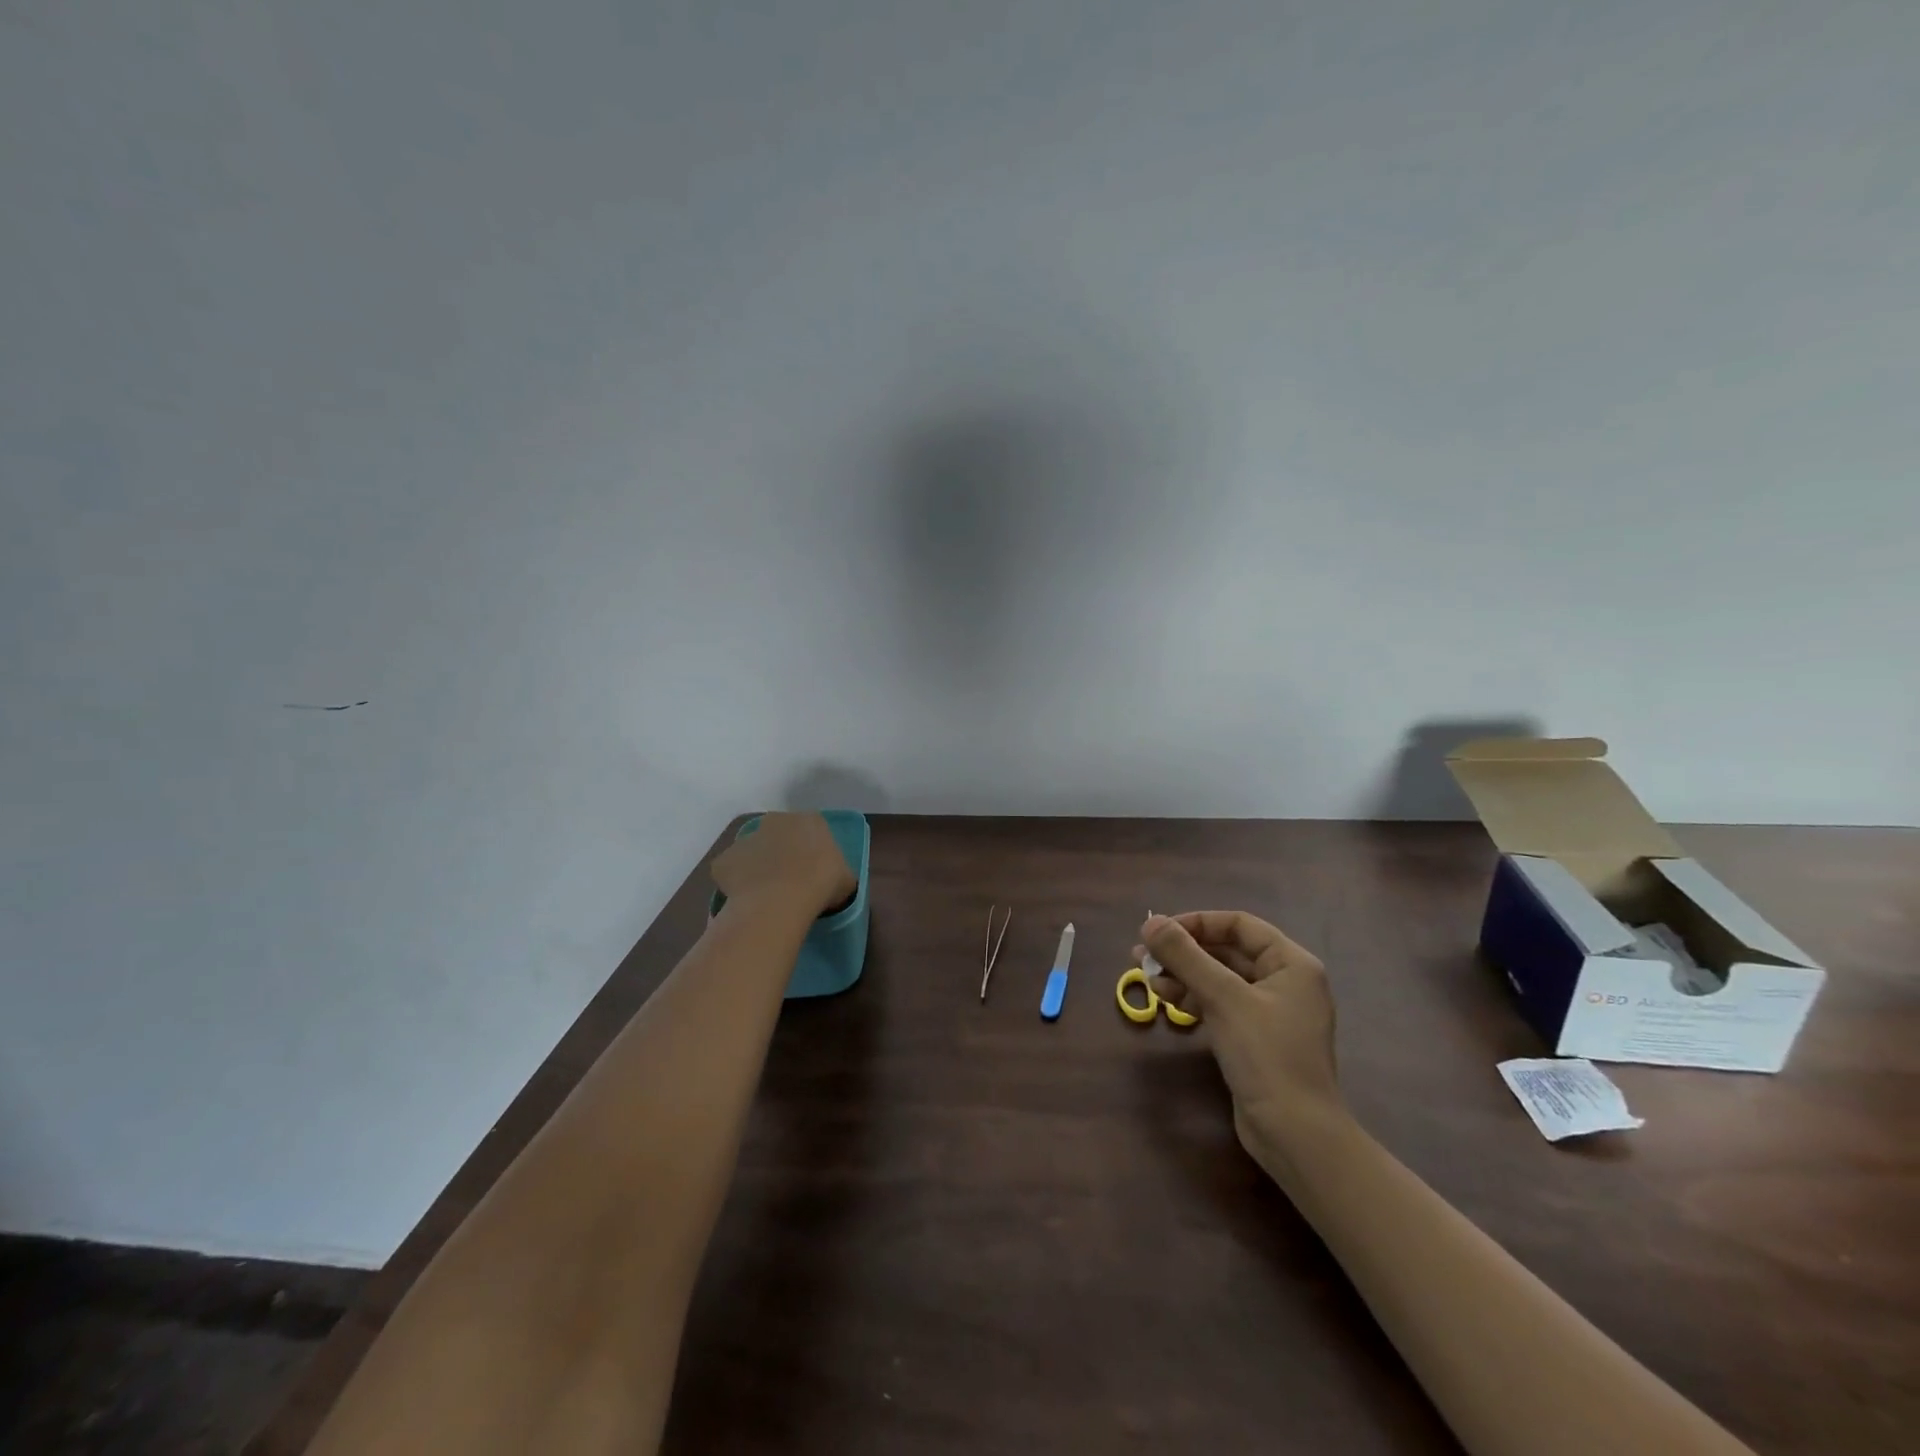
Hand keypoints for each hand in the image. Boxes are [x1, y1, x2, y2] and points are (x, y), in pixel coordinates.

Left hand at [712, 813, 857, 917]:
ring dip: (757, 866)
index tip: (815, 871)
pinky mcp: (724, 860)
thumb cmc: (821, 885)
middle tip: (790, 880)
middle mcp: (776, 821)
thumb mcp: (846, 881)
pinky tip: (746, 902)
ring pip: (752, 852)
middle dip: (782, 852)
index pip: (812, 829)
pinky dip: (735, 883)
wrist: (779, 901)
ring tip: (766, 895)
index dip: (812, 850)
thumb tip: (834, 880)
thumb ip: (839, 873)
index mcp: (810, 821)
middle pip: (779, 834)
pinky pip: (731, 871)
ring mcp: (746, 839)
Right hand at [1136, 911, 1340, 1153]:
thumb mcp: (1224, 999)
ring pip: (1220, 979)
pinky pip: (1221, 1005)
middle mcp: (1285, 982)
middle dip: (1185, 951)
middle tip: (1143, 953)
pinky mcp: (1256, 1039)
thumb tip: (1150, 923)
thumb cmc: (1266, 1056)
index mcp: (1291, 964)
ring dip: (1183, 974)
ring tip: (1145, 975)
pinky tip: (1166, 999)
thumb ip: (1186, 957)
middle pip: (1227, 951)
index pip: (1240, 925)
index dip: (1198, 923)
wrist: (1296, 1135)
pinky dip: (1194, 998)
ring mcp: (1271, 1013)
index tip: (1160, 931)